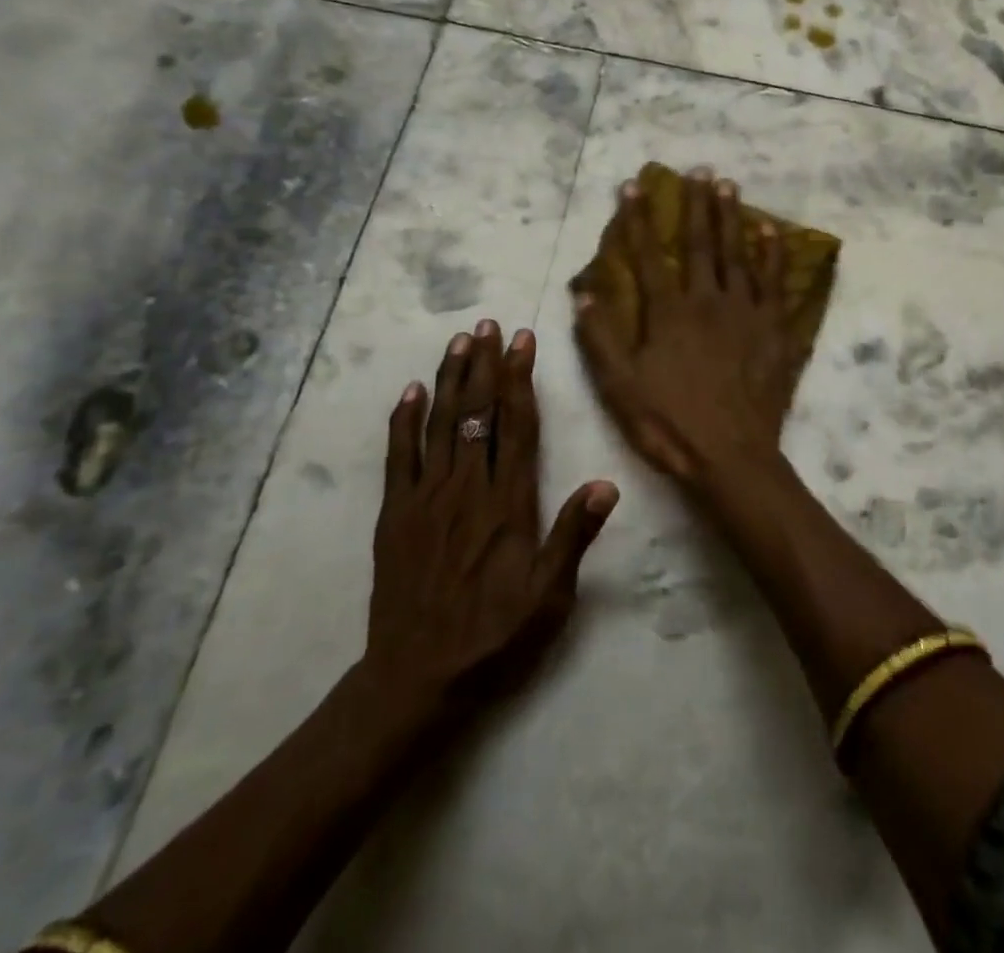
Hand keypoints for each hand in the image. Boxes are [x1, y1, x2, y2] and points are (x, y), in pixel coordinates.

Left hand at [360, 322, 617, 712]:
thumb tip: (608, 483)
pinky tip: (410, 391)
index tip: (523, 341)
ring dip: (450, 378)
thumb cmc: (494, 637)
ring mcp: (426, 497)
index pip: (517, 425)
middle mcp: (467, 488)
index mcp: (508, 503)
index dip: (521, 378)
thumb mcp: (549, 597)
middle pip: (478, 412)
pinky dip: (403, 421)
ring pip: (440, 424)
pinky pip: (398, 456)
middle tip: (489, 324)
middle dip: (486, 364)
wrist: (417, 679)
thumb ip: (575, 535)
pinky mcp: (396, 514)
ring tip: (459, 341)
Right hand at [573, 168, 798, 491]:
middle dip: (695, 205)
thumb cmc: (670, 423)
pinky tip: (771, 232)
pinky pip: (774, 283)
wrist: (731, 456)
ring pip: (737, 254)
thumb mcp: (620, 387)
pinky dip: (772, 255)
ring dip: (731, 217)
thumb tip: (583, 294)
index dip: (638, 220)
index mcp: (668, 313)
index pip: (647, 256)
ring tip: (729, 185)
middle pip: (699, 244)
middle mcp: (707, 301)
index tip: (633, 186)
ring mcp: (744, 312)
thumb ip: (601, 339)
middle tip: (698, 170)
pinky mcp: (773, 329)